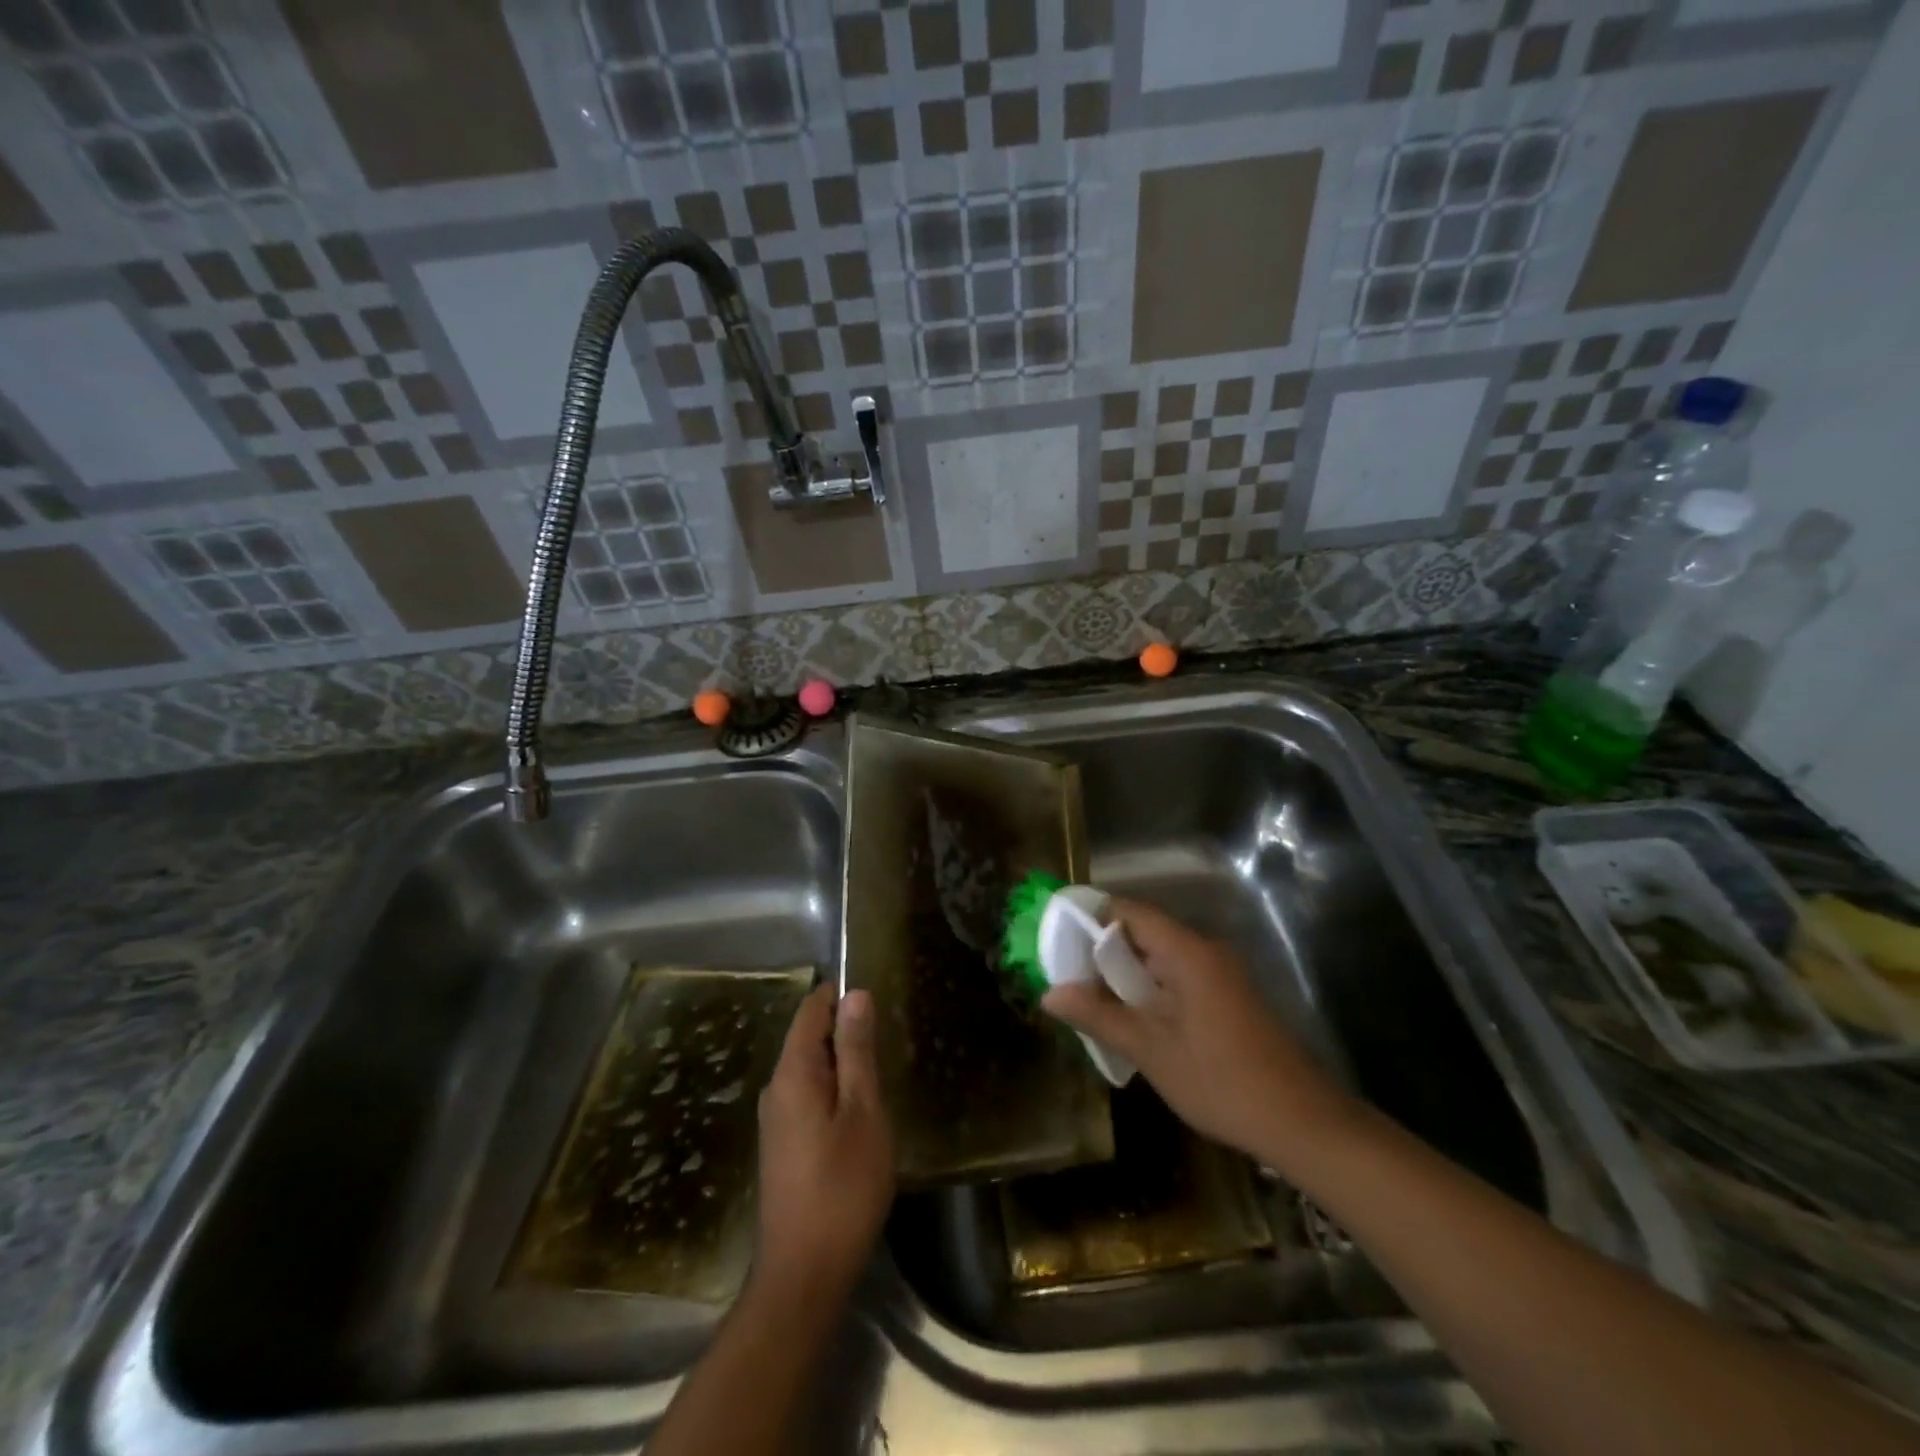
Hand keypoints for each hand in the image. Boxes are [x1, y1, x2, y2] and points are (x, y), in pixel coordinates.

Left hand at [753, 986, 894, 1305]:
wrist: (803, 1274)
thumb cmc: (842, 1187)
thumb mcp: (862, 1112)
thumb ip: (857, 1051)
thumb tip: (855, 994)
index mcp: (792, 1072)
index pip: (811, 1009)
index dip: (840, 994)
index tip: (876, 995)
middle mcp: (775, 1088)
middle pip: (808, 1037)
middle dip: (845, 1029)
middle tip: (887, 1038)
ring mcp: (775, 1119)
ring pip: (810, 1069)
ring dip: (842, 1062)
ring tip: (879, 1072)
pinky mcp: (782, 1145)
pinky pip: (807, 1095)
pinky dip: (833, 1089)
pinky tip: (859, 1112)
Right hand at [1042, 900, 1352, 1161]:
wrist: (1303, 1123)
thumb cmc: (1221, 1081)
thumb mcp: (1150, 1050)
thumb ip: (1098, 1016)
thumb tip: (1049, 994)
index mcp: (1186, 951)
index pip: (1129, 911)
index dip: (1091, 919)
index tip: (1057, 940)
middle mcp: (1205, 950)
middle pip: (1143, 932)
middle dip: (1102, 952)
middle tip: (1067, 979)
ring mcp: (1221, 974)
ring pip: (1160, 958)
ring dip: (1125, 976)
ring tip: (1091, 1003)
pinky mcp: (1229, 997)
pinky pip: (1178, 977)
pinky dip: (1150, 990)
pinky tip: (1133, 1022)